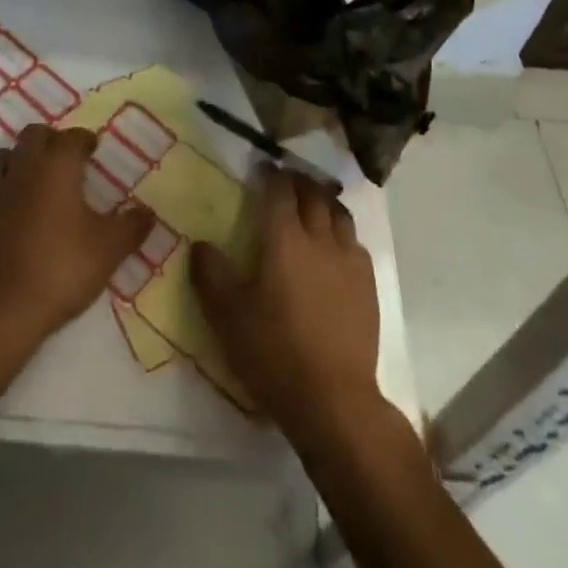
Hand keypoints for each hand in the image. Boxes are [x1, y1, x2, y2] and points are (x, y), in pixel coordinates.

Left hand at [0, 124, 153, 350]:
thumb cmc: (60, 269)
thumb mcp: (108, 250)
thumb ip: (131, 227)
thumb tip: (148, 212)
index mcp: (57, 166)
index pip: (72, 137)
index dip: (84, 140)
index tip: (92, 149)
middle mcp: (22, 169)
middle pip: (33, 135)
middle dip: (49, 140)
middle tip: (64, 159)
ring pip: (2, 157)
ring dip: (18, 160)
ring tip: (34, 180)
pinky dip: (1, 196)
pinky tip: (12, 219)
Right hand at [192, 167, 381, 440]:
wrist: (333, 399)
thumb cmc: (274, 352)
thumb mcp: (227, 316)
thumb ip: (210, 274)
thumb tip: (200, 244)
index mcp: (284, 238)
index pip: (279, 190)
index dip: (270, 174)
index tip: (262, 167)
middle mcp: (319, 238)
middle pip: (313, 194)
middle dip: (298, 182)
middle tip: (286, 181)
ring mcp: (348, 259)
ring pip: (338, 213)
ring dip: (323, 201)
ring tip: (312, 205)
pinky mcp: (367, 284)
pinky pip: (355, 242)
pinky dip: (341, 232)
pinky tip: (334, 247)